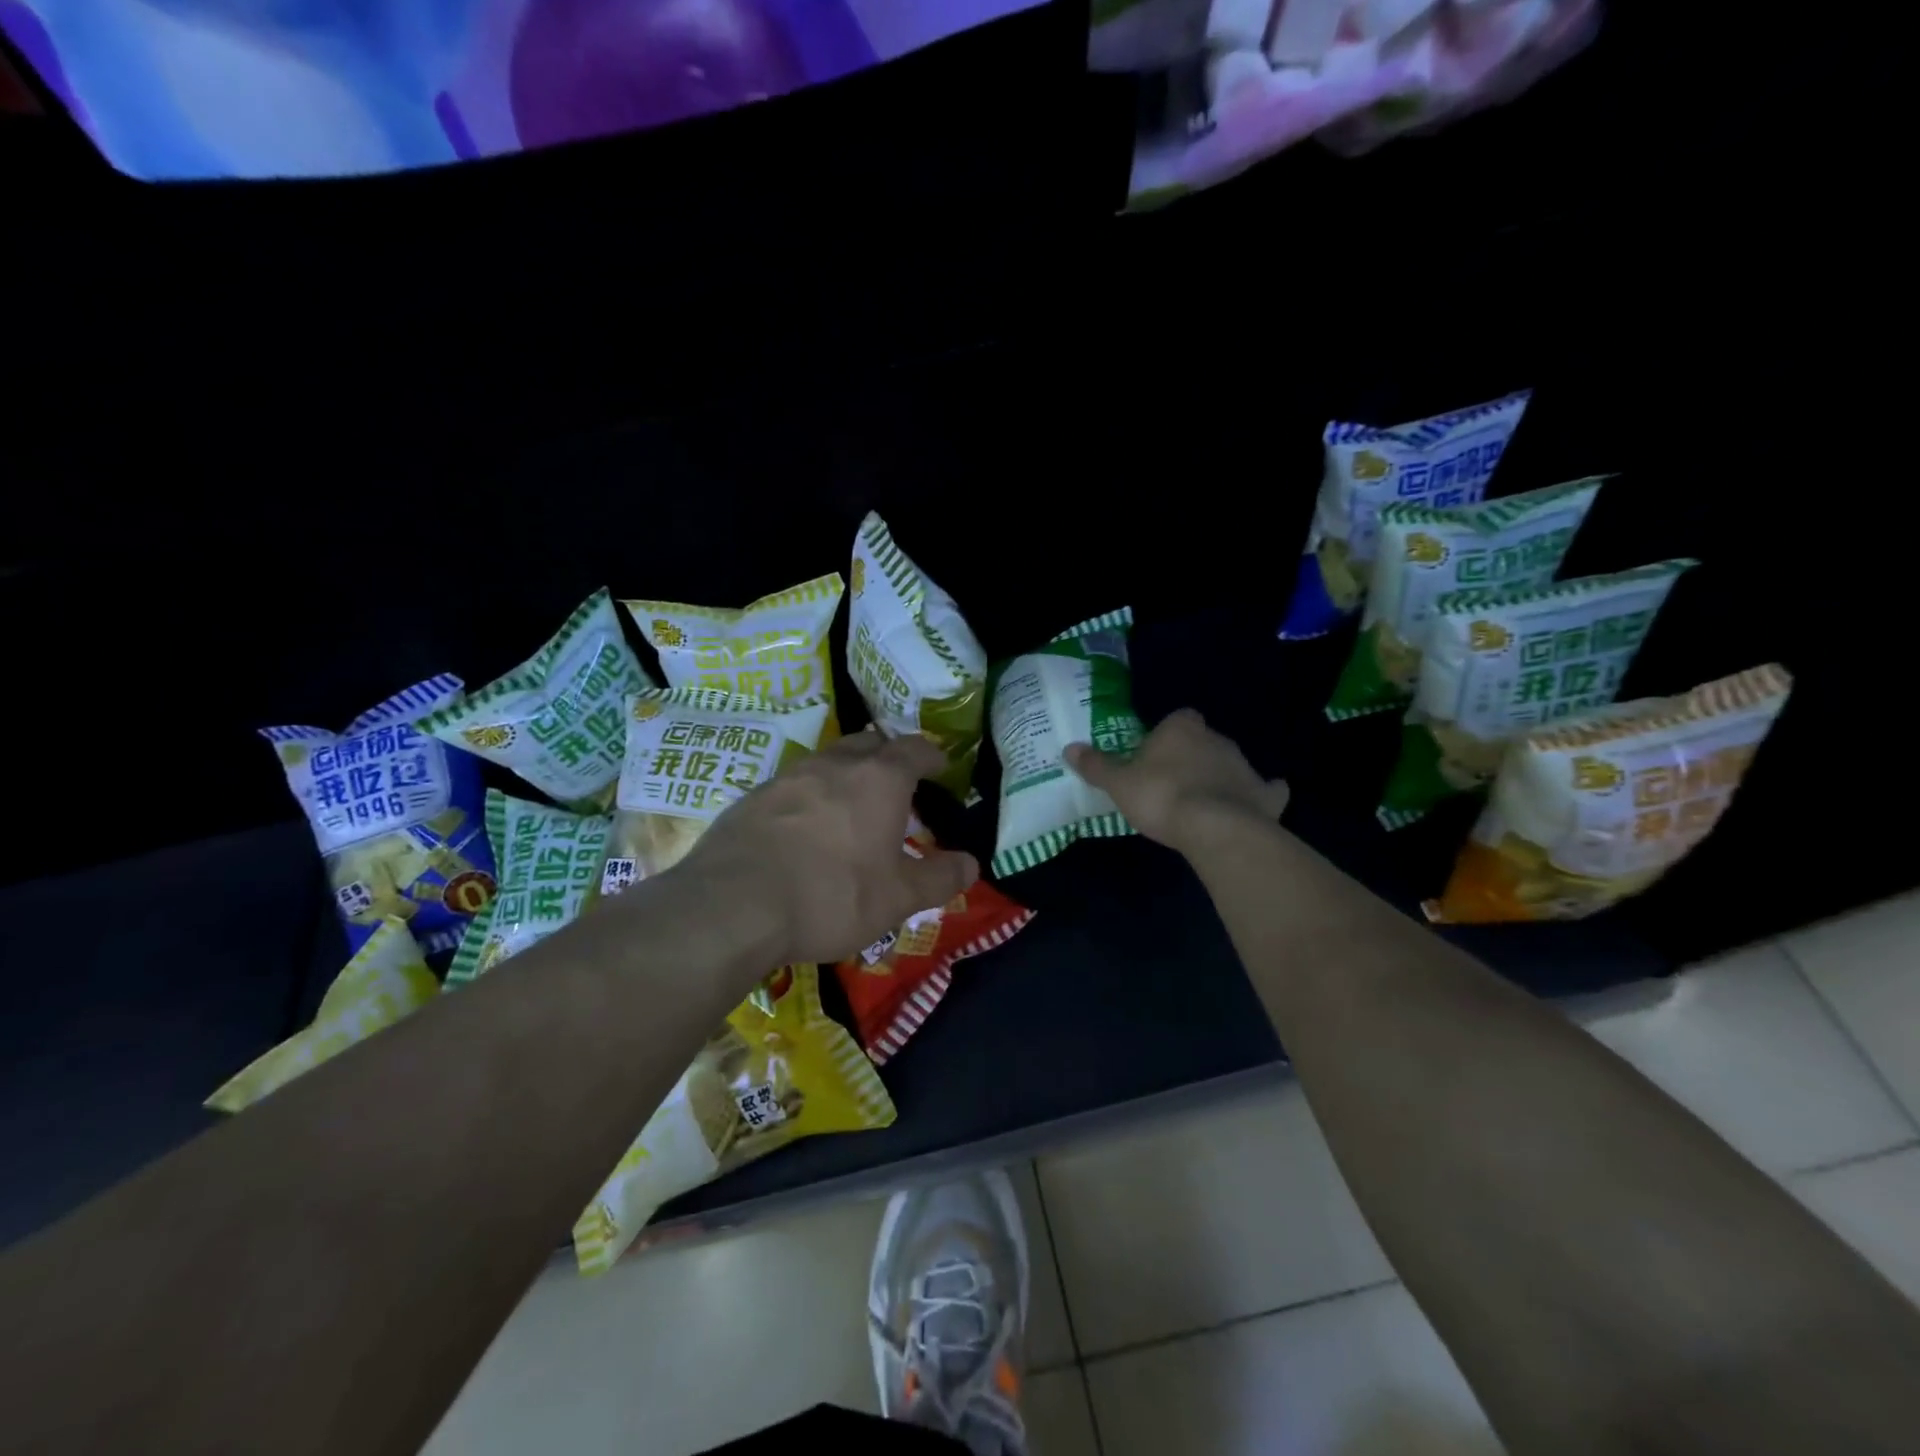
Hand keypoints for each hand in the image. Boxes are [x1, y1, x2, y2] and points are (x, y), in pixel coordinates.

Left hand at [683, 730, 978, 964]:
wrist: (733, 905)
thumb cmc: (832, 895)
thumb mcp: (897, 898)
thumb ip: (939, 878)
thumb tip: (971, 864)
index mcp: (879, 778)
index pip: (915, 749)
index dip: (932, 756)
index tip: (941, 769)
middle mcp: (835, 764)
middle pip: (869, 742)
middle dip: (888, 757)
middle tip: (898, 786)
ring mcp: (789, 776)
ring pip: (828, 760)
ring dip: (846, 774)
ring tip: (852, 807)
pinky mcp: (753, 796)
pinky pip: (793, 784)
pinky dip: (810, 796)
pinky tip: (805, 830)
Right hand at [1065, 708, 1289, 857]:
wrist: (1215, 828)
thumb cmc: (1161, 797)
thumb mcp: (1118, 783)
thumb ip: (1096, 765)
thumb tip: (1069, 748)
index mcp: (1181, 729)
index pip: (1176, 719)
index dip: (1166, 737)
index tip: (1153, 759)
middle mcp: (1217, 739)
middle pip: (1203, 741)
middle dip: (1191, 757)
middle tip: (1172, 784)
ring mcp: (1246, 766)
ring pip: (1231, 764)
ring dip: (1219, 777)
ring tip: (1202, 805)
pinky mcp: (1266, 795)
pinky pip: (1266, 791)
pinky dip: (1260, 796)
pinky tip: (1252, 808)